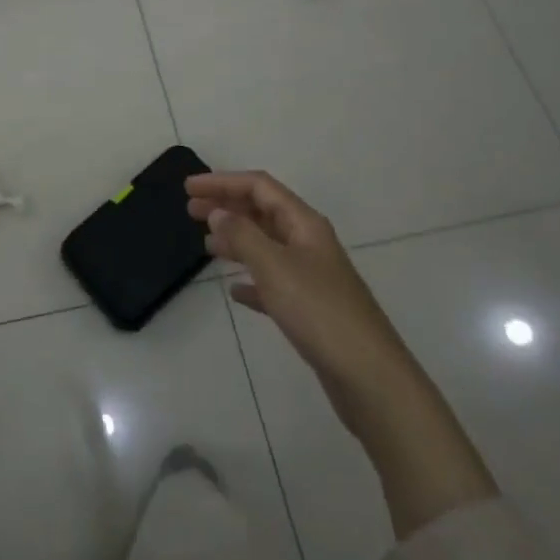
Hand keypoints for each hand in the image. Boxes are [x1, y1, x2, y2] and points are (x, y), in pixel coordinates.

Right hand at [187, 171, 398, 411]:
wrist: (369, 377)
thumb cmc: (319, 312)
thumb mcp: (274, 267)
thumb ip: (242, 235)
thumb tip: (218, 212)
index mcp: (304, 224)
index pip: (259, 187)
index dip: (223, 182)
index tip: (189, 188)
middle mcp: (309, 243)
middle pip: (263, 212)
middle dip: (227, 206)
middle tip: (190, 211)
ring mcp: (311, 276)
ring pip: (266, 245)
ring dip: (236, 239)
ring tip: (206, 244)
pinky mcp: (310, 309)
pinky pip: (273, 282)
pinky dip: (251, 279)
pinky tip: (235, 291)